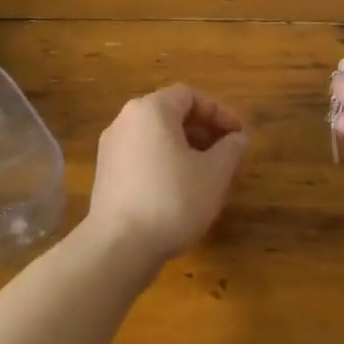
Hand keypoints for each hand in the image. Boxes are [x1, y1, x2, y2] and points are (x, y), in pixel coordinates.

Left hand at [87, 85, 249, 264]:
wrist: (119, 247)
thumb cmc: (173, 199)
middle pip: (171, 115)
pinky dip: (165, 165)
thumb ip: (231, 149)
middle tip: (227, 158)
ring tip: (207, 178)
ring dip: (186, 151)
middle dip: (204, 133)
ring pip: (157, 139)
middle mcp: (125, 120)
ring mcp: (111, 148)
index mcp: (151, 109)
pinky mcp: (105, 175)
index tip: (238, 136)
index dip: (219, 113)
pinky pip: (142, 157)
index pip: (189, 96)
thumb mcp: (215, 173)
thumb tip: (238, 139)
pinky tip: (180, 194)